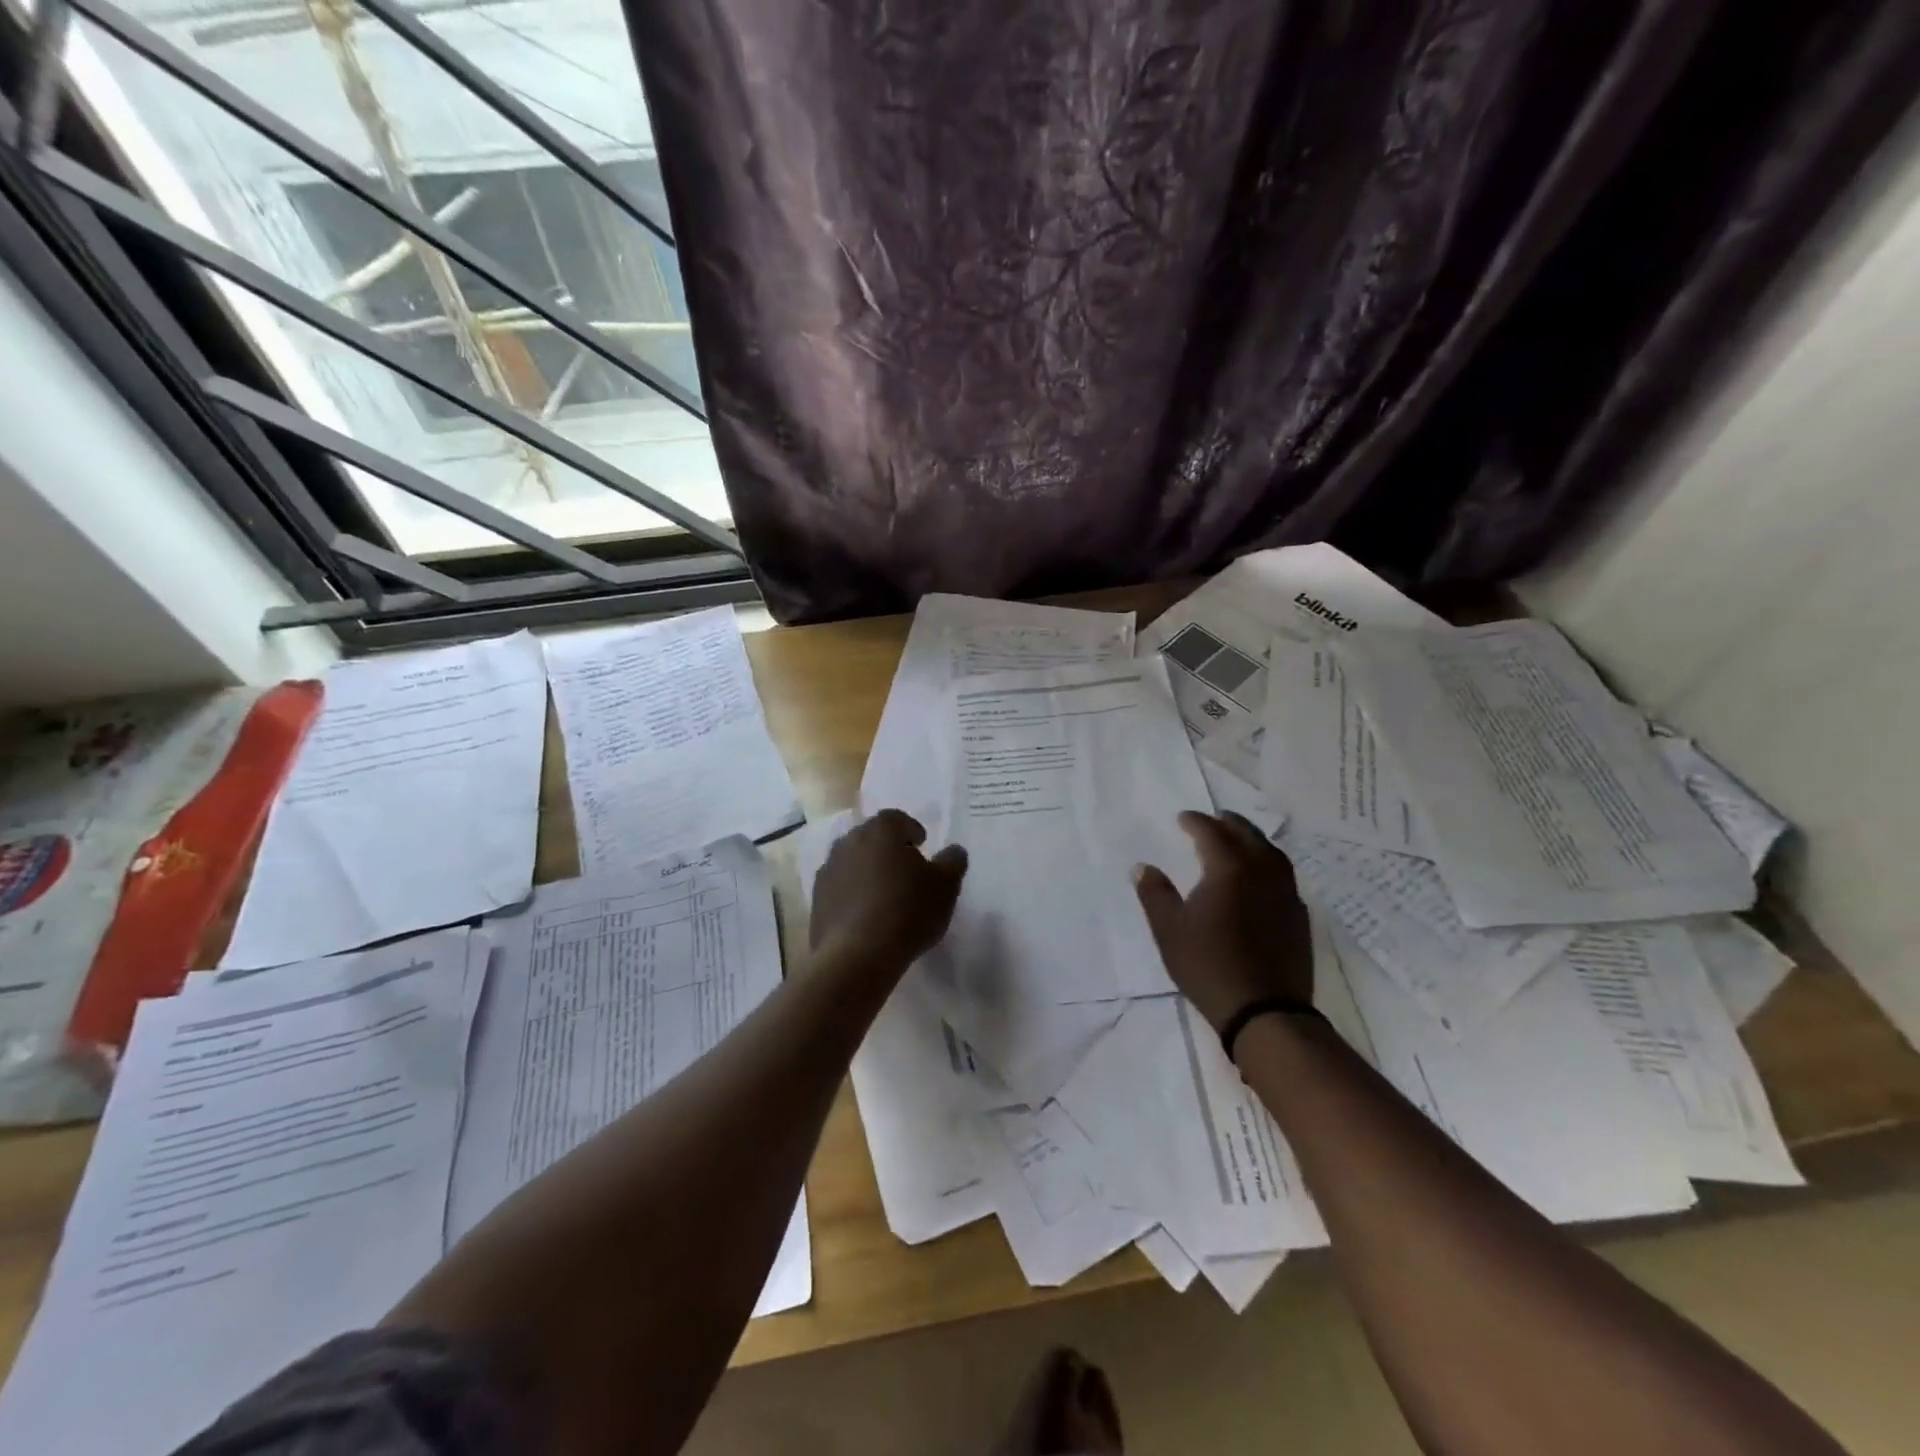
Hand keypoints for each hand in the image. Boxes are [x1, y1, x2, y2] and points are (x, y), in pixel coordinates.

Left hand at [810, 809, 967, 973]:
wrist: (857, 955)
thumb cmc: (908, 911)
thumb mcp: (946, 886)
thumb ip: (953, 861)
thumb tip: (953, 851)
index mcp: (881, 830)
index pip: (897, 819)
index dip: (911, 831)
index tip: (922, 847)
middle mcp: (850, 841)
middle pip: (872, 837)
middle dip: (888, 849)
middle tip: (905, 871)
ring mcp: (829, 869)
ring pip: (853, 861)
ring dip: (867, 871)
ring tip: (885, 895)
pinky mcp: (816, 898)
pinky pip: (840, 887)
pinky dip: (852, 894)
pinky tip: (866, 916)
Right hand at [1133, 812, 1312, 1032]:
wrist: (1265, 1010)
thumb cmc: (1209, 965)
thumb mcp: (1169, 930)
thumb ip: (1155, 894)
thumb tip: (1143, 867)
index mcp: (1229, 869)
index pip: (1211, 833)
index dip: (1195, 821)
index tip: (1182, 818)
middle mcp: (1262, 872)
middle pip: (1247, 835)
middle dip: (1229, 823)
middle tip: (1214, 818)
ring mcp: (1286, 894)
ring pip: (1272, 853)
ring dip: (1253, 840)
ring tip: (1240, 840)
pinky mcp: (1299, 917)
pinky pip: (1284, 877)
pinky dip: (1269, 865)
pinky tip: (1261, 878)